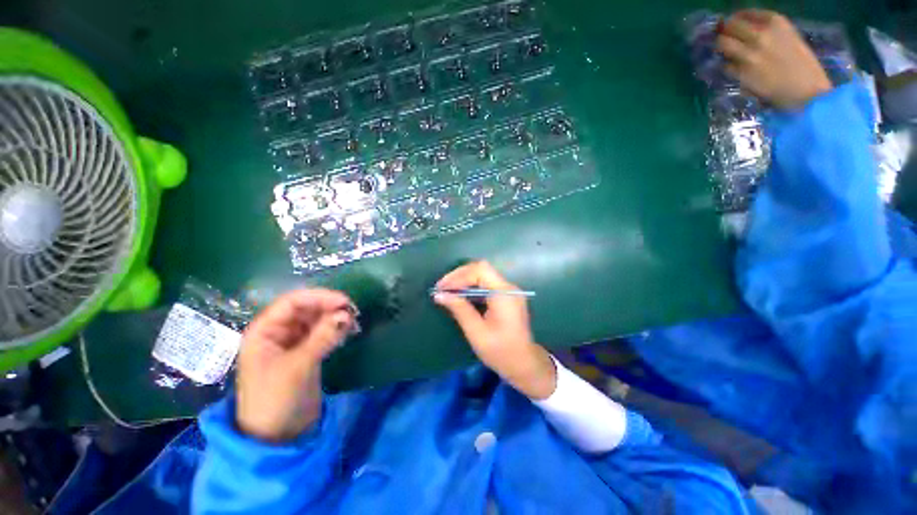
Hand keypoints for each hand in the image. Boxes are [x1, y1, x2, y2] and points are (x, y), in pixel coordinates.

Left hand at [235, 289, 354, 441]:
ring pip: (316, 320)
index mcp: (265, 331)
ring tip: (354, 322)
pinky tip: (349, 331)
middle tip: (353, 312)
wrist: (277, 437)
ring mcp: (293, 343)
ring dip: (334, 318)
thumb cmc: (275, 400)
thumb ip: (322, 337)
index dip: (318, 297)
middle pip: (306, 309)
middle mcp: (278, 333)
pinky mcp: (307, 353)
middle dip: (329, 308)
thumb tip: (346, 314)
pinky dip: (336, 330)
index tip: (344, 302)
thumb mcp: (298, 366)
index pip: (292, 302)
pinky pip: (323, 333)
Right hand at [434, 262, 556, 399]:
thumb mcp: (477, 332)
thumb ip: (460, 310)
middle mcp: (508, 287)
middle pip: (481, 269)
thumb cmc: (501, 352)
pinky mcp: (506, 297)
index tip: (441, 288)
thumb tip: (440, 295)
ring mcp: (509, 291)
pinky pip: (486, 284)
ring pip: (483, 275)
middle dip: (459, 276)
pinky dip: (471, 287)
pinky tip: (460, 296)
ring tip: (447, 291)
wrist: (524, 365)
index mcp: (504, 293)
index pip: (480, 271)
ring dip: (464, 280)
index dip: (458, 276)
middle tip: (441, 288)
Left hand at [717, 9, 832, 108]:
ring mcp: (750, 53)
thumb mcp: (788, 38)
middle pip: (729, 27)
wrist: (807, 91)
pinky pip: (726, 66)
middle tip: (723, 39)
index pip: (744, 14)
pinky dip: (727, 67)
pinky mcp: (742, 72)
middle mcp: (761, 34)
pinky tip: (734, 70)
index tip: (730, 25)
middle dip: (723, 32)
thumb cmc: (803, 65)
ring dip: (720, 48)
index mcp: (776, 22)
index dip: (733, 20)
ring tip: (724, 53)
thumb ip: (767, 32)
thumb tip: (742, 32)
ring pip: (723, 44)